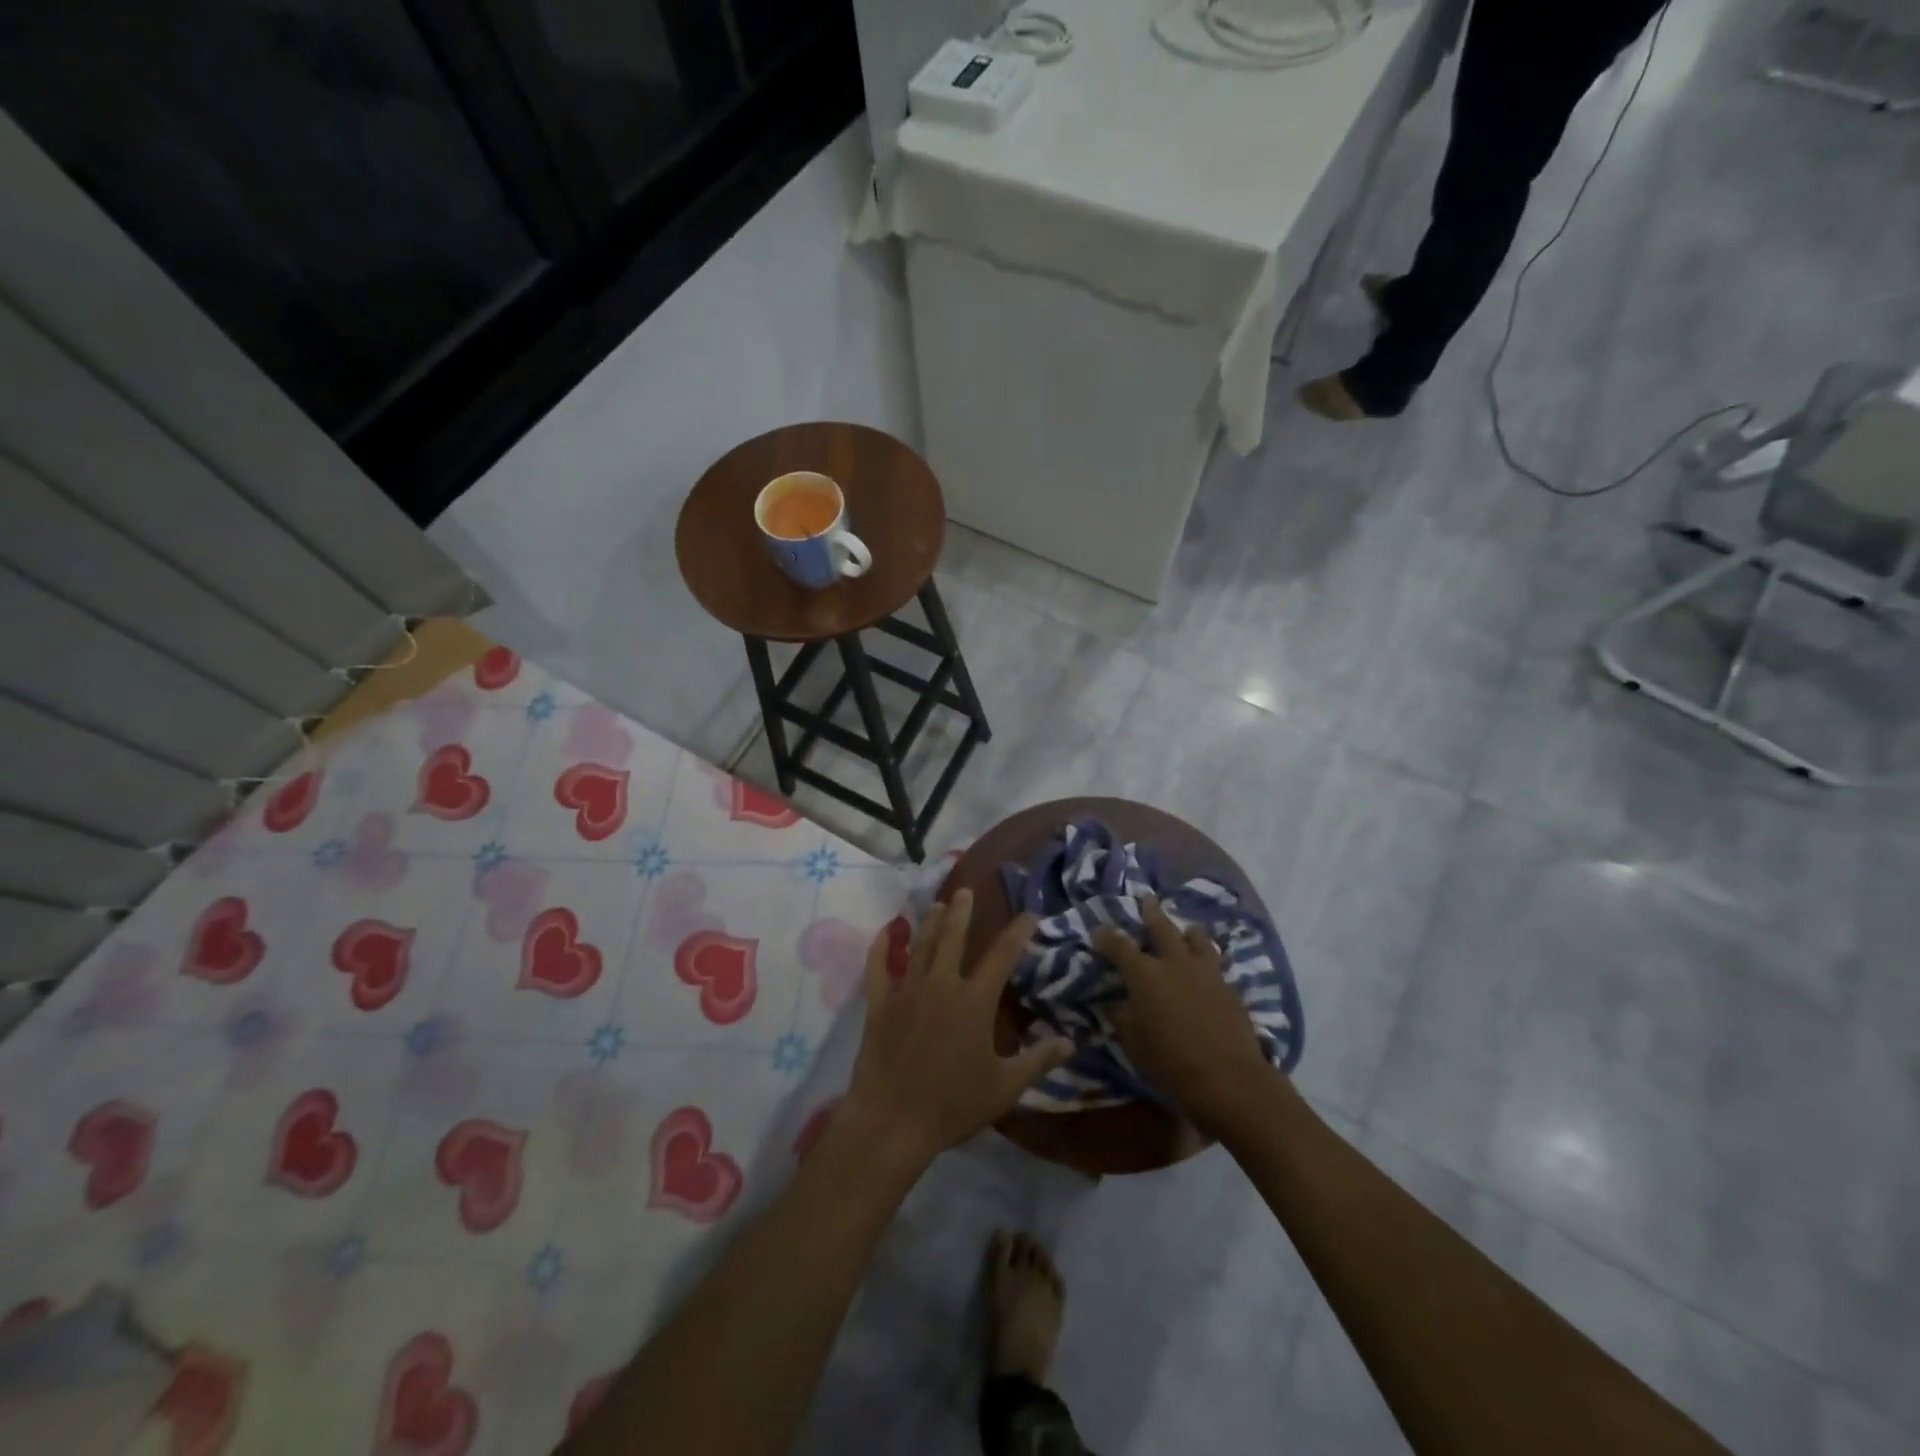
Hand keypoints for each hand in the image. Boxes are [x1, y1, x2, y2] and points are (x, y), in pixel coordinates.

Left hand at [844, 890, 1071, 1165]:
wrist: (893, 1120)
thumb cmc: (953, 1104)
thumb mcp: (1004, 1088)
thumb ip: (1038, 1061)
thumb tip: (1070, 1042)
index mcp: (974, 1001)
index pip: (1002, 956)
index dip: (1017, 932)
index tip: (1028, 914)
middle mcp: (941, 985)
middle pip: (953, 937)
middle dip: (962, 911)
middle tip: (966, 890)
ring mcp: (907, 991)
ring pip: (920, 946)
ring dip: (930, 922)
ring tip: (938, 905)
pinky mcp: (879, 1004)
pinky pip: (878, 968)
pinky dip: (881, 948)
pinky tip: (885, 933)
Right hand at [1094, 897, 1271, 1134]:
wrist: (1229, 1078)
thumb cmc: (1171, 1062)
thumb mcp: (1134, 1043)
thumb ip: (1123, 1018)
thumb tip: (1115, 1003)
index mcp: (1145, 975)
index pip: (1119, 947)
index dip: (1107, 937)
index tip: (1099, 929)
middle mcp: (1175, 964)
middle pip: (1162, 928)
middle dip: (1151, 913)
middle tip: (1147, 900)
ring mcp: (1206, 973)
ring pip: (1197, 939)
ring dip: (1188, 932)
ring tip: (1187, 929)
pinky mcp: (1230, 987)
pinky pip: (1216, 963)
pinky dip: (1207, 959)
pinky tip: (1207, 967)